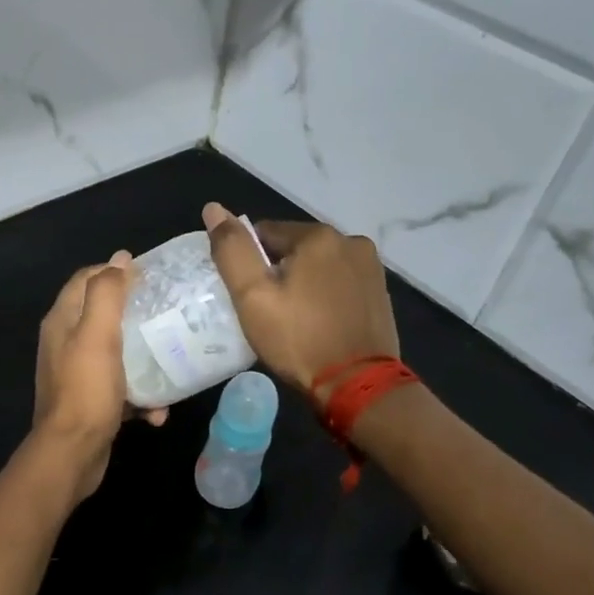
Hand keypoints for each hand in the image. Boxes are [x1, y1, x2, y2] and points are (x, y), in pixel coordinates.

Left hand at [32, 251, 165, 501]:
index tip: (150, 277)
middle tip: (167, 313)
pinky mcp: (91, 402)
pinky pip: (121, 388)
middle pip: (103, 315)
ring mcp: (77, 375)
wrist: (73, 453)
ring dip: (144, 359)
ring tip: (172, 360)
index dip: (115, 272)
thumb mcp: (98, 334)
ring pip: (116, 353)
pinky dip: (140, 396)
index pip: (86, 279)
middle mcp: (65, 343)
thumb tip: (120, 258)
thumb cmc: (86, 389)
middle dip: (135, 313)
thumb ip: (107, 293)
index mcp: (62, 321)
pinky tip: (158, 410)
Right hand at [203, 202, 398, 399]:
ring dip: (303, 283)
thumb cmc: (299, 340)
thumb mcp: (252, 296)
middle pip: (294, 248)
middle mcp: (351, 241)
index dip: (250, 264)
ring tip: (294, 321)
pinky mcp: (380, 293)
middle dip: (278, 273)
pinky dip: (325, 296)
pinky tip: (319, 324)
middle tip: (269, 312)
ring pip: (319, 266)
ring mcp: (371, 268)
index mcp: (318, 236)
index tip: (249, 297)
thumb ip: (232, 250)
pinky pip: (340, 284)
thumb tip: (213, 208)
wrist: (358, 386)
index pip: (264, 233)